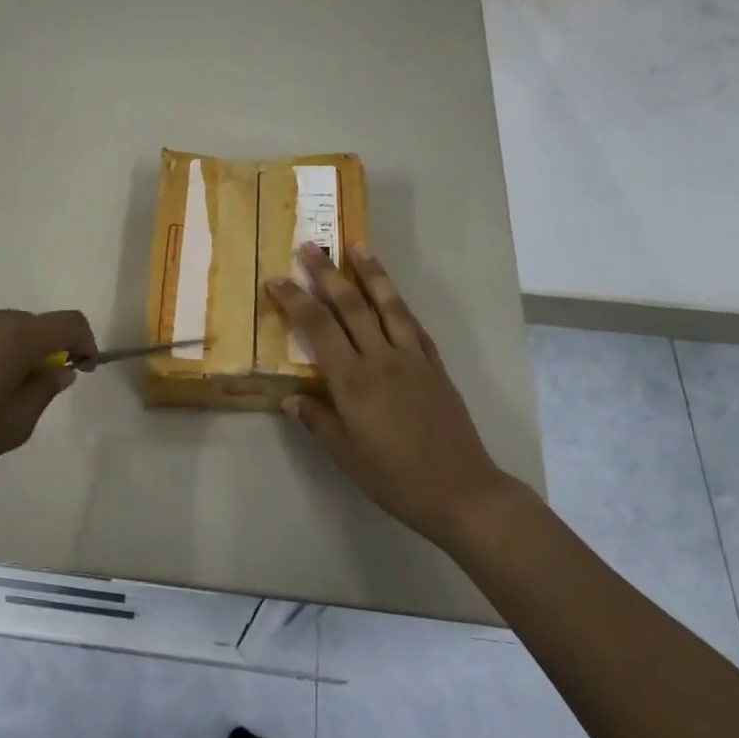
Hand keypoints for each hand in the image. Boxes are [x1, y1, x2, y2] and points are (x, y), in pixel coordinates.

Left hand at [0, 306, 95, 501]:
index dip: (85, 341)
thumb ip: (44, 391)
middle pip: (32, 324)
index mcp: (16, 336)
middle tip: (34, 388)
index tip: (82, 368)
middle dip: (43, 350)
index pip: (69, 321)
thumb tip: (60, 370)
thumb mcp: (15, 425)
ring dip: (8, 351)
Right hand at [268, 244, 513, 551]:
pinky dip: (400, 304)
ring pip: (388, 305)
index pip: (318, 328)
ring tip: (357, 246)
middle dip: (327, 274)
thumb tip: (290, 398)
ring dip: (371, 273)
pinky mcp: (435, 366)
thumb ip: (317, 421)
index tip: (277, 278)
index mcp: (353, 381)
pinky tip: (392, 293)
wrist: (461, 491)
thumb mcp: (346, 455)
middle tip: (310, 246)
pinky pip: (414, 325)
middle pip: (351, 306)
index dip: (295, 300)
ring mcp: (412, 359)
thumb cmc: (395, 478)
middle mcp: (381, 359)